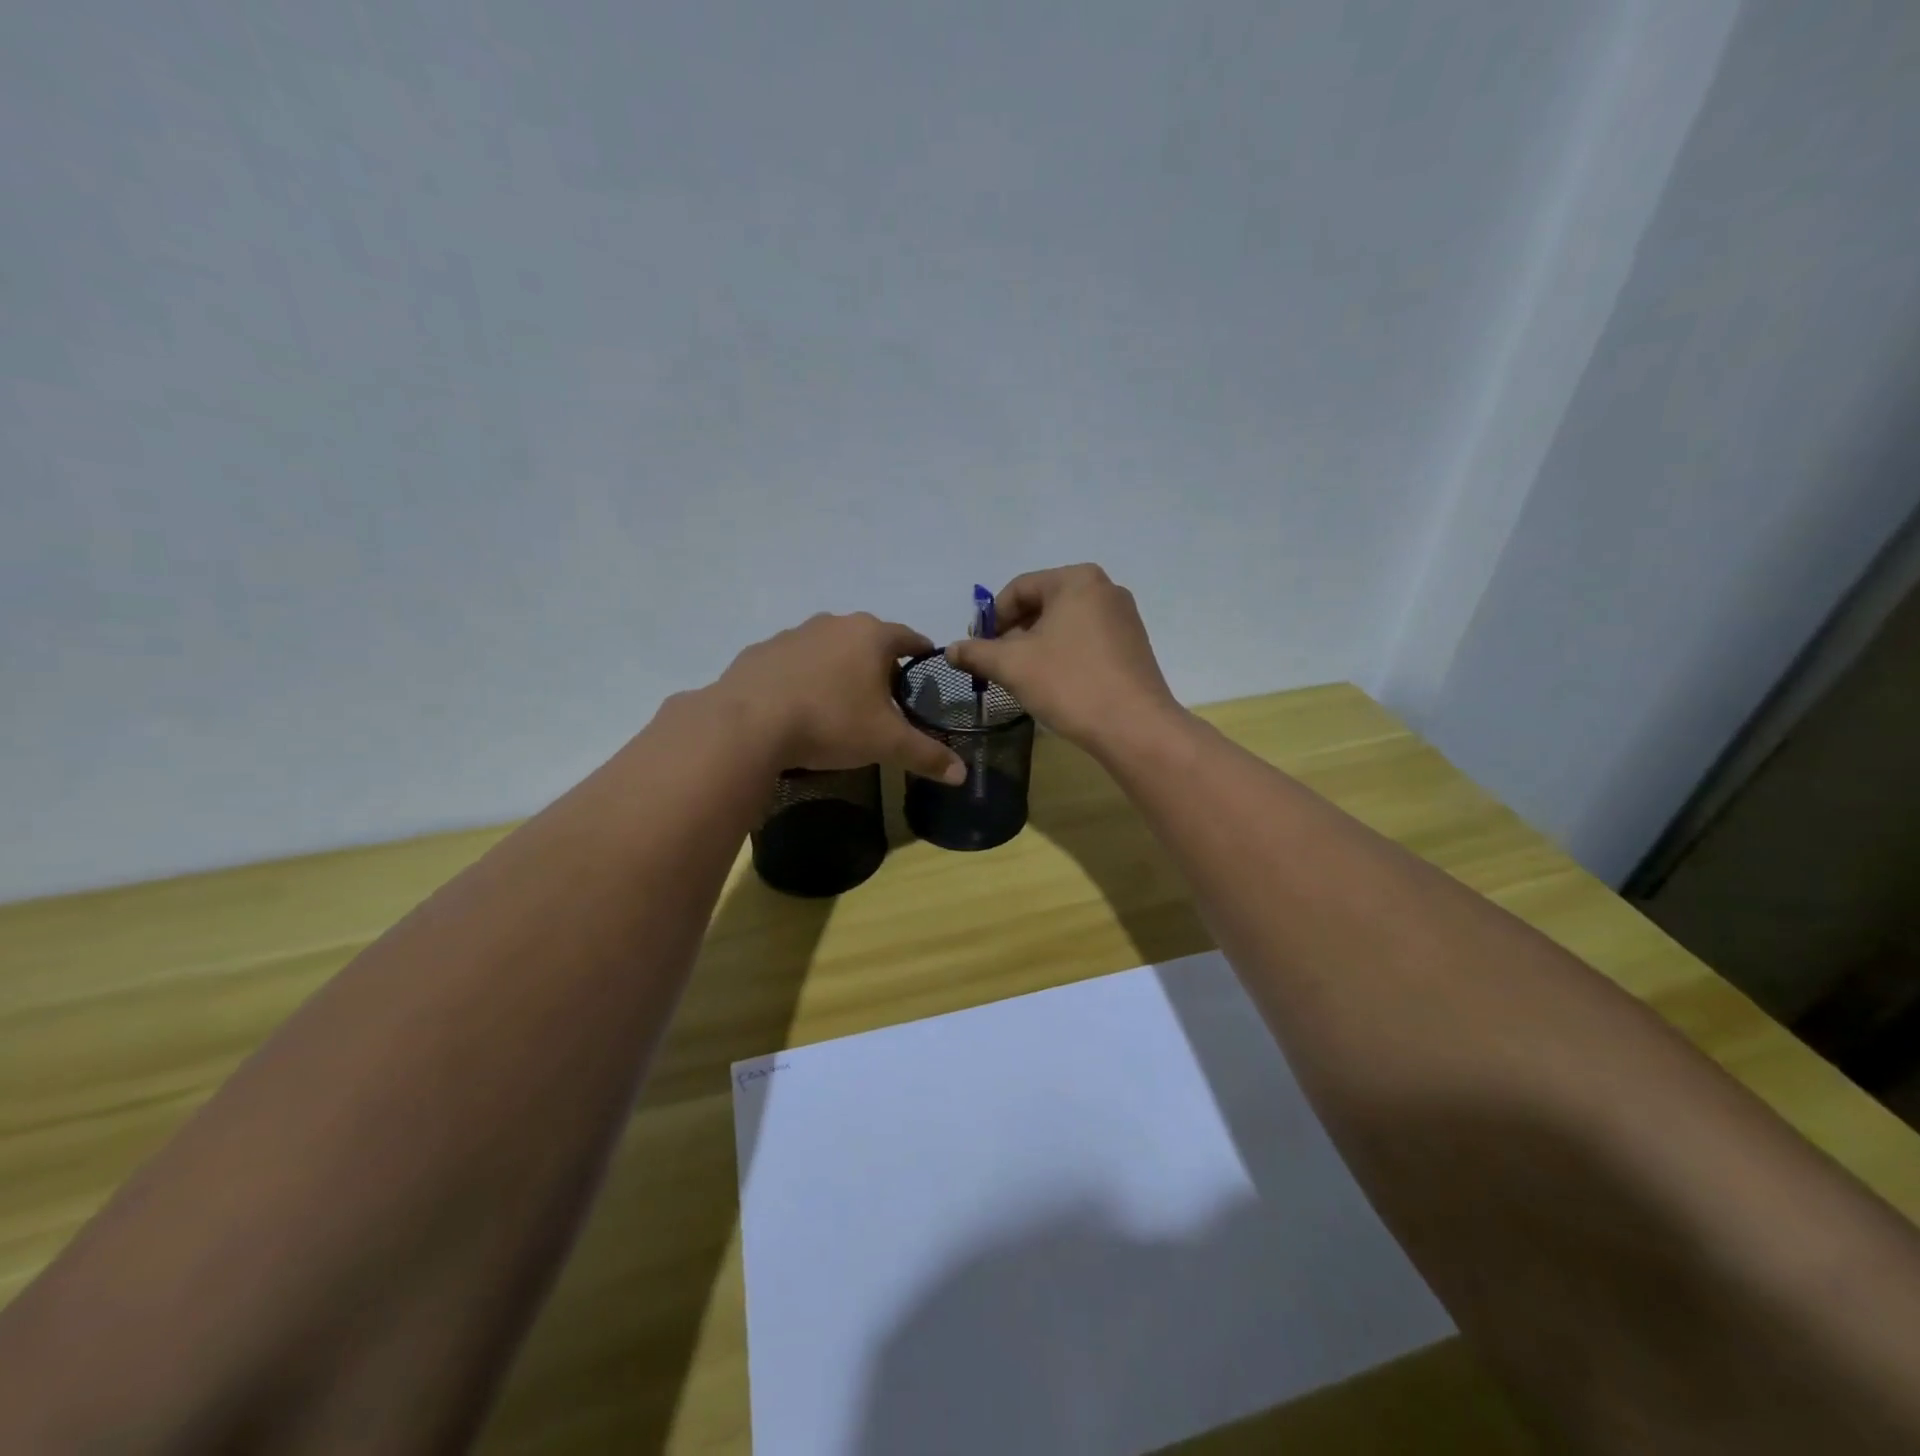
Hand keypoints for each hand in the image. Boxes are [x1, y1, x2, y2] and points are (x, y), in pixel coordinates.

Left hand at [713, 613, 966, 783]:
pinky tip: (798, 704)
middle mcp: (834, 624)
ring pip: (828, 647)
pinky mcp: (760, 651)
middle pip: (868, 640)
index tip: (926, 668)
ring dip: (838, 667)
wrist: (748, 723)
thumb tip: (962, 775)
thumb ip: (926, 755)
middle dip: (879, 663)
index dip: (921, 653)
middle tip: (885, 695)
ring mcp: (793, 634)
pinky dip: (802, 676)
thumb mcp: (886, 743)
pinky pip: (792, 661)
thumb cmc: (830, 723)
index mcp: (871, 636)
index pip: (909, 637)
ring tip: (840, 701)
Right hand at [944, 564, 1179, 751]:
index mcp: (1076, 580)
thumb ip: (976, 652)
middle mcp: (1104, 589)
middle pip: (1043, 604)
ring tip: (1022, 678)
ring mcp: (1124, 618)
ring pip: (1064, 625)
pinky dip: (1063, 655)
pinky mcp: (1133, 646)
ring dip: (1036, 647)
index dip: (990, 619)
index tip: (976, 649)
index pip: (1018, 589)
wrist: (1135, 727)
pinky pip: (1086, 641)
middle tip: (996, 665)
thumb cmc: (1070, 684)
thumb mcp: (1012, 666)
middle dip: (1013, 634)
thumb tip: (950, 649)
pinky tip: (1054, 684)